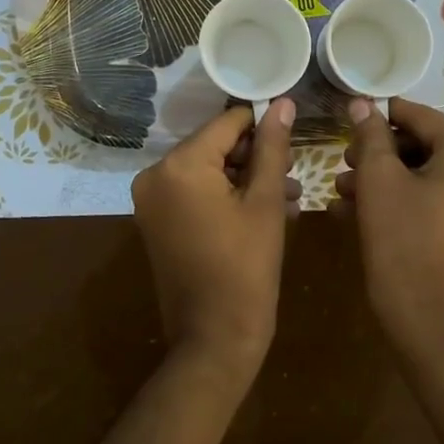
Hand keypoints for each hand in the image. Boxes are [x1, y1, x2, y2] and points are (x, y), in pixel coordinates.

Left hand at [132, 99, 296, 384]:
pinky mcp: (155, 221)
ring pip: (207, 171)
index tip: (292, 140)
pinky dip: (224, 196)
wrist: (214, 340)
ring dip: (245, 178)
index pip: (227, 124)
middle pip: (215, 146)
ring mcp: (151, 200)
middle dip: (255, 157)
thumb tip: (283, 103)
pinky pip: (194, 193)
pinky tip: (263, 211)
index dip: (263, 127)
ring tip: (288, 196)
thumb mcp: (265, 202)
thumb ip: (272, 147)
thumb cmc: (247, 268)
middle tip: (293, 174)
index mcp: (180, 164)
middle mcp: (155, 174)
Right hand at [334, 98, 443, 365]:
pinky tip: (360, 209)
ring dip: (385, 178)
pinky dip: (404, 198)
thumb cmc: (402, 238)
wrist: (427, 318)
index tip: (348, 121)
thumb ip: (370, 134)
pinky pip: (438, 196)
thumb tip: (362, 102)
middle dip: (380, 154)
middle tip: (344, 163)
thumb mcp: (379, 179)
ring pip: (428, 173)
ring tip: (344, 190)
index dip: (379, 118)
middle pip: (424, 145)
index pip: (419, 117)